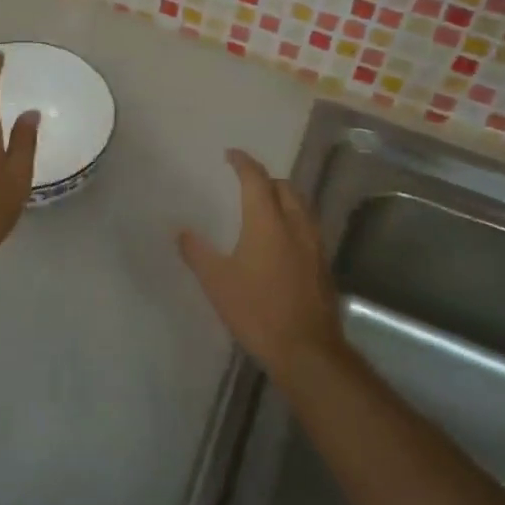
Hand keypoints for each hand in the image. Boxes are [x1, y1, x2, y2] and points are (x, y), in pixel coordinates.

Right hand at [179, 150, 343, 376]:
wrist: (307, 349)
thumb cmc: (257, 311)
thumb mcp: (217, 282)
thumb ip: (197, 253)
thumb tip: (181, 231)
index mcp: (267, 221)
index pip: (256, 178)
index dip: (243, 162)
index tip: (231, 155)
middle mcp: (295, 224)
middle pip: (284, 187)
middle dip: (265, 179)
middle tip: (246, 183)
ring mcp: (314, 244)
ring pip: (301, 206)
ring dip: (283, 198)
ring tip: (265, 207)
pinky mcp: (323, 264)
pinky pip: (308, 227)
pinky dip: (293, 220)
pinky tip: (282, 240)